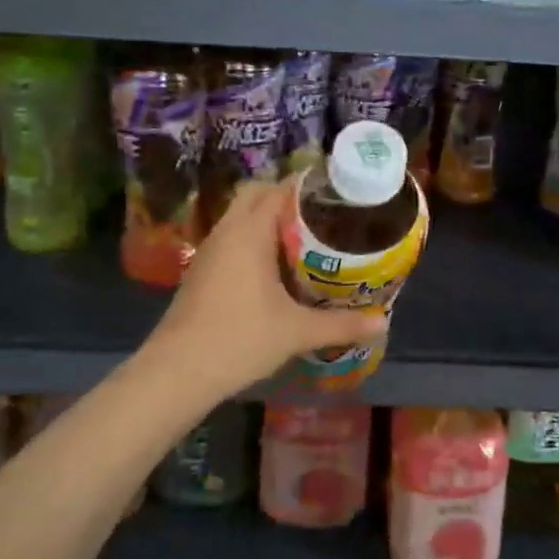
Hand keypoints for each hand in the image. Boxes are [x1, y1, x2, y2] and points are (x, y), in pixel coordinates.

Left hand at [152, 179, 385, 390]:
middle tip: (322, 215)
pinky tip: (276, 267)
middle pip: (256, 194)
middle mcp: (227, 232)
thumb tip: (382, 323)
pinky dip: (253, 240)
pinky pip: (232, 238)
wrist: (176, 372)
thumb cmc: (239, 340)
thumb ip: (341, 324)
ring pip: (240, 217)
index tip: (336, 193)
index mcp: (249, 232)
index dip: (308, 186)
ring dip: (268, 220)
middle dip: (287, 198)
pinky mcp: (201, 271)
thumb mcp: (297, 332)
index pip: (279, 189)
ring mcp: (210, 251)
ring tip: (306, 238)